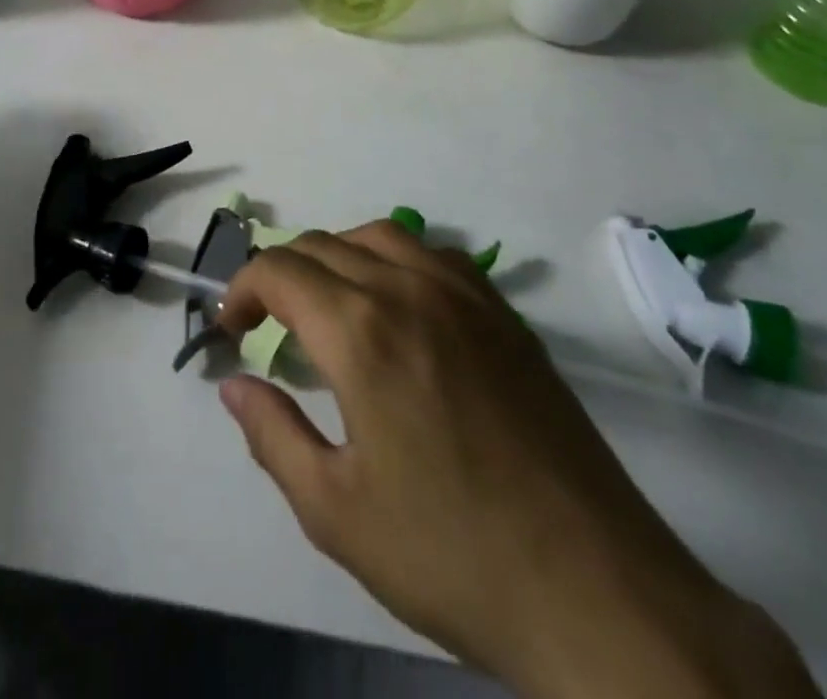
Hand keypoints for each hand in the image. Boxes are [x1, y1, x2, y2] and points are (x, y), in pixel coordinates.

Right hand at [215, 223, 816, 698]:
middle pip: (322, 245)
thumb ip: (272, 434)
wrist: (595, 589)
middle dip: (281, 275)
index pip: (279, 270)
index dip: (242, 288)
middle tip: (269, 324)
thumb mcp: (335, 511)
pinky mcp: (505, 313)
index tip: (231, 328)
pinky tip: (398, 307)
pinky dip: (394, 260)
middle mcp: (408, 289)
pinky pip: (433, 254)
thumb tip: (233, 385)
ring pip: (378, 236)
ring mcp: (464, 294)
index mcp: (360, 331)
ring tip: (327, 306)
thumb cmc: (451, 554)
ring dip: (335, 257)